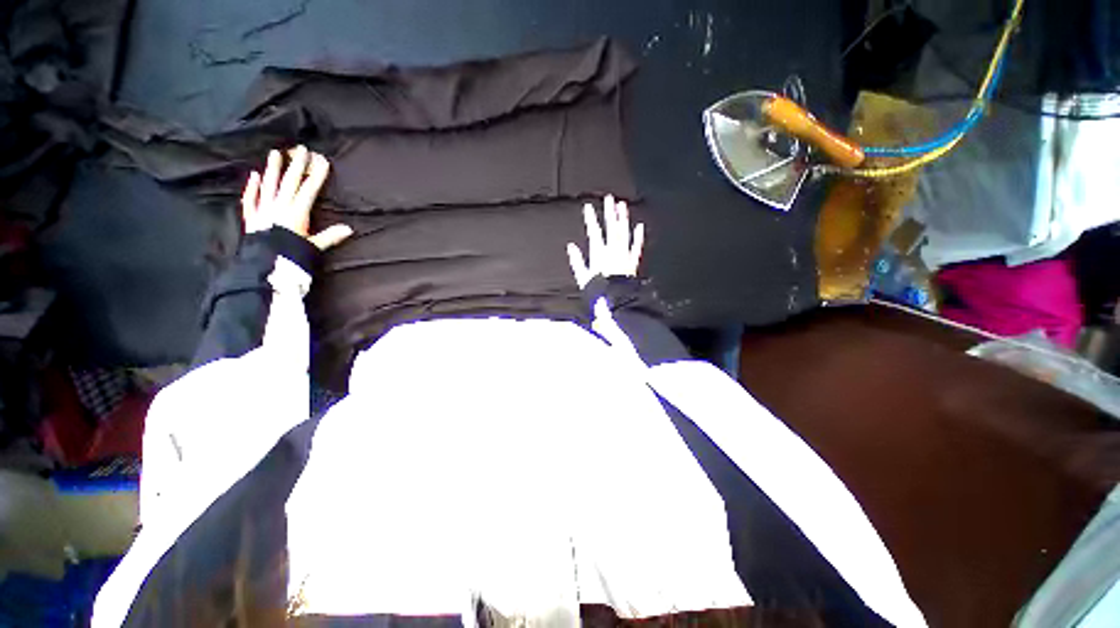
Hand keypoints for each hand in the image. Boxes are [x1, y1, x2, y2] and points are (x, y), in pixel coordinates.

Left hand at [241, 145, 352, 249]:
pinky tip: (254, 176)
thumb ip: (330, 237)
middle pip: (289, 182)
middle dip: (296, 165)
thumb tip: (349, 229)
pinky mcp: (252, 217)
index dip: (316, 175)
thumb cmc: (291, 256)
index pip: (309, 189)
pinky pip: (250, 199)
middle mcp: (279, 206)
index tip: (322, 161)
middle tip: (300, 148)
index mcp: (296, 212)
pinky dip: (252, 187)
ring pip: (269, 185)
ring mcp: (263, 210)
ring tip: (275, 153)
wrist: (263, 266)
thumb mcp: (313, 247)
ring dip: (272, 169)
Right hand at [566, 195, 644, 288]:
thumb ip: (577, 261)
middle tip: (609, 198)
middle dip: (610, 212)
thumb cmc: (598, 291)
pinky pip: (636, 246)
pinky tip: (639, 226)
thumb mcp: (583, 277)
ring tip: (622, 205)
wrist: (617, 300)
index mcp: (599, 253)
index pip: (594, 232)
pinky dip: (638, 236)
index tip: (588, 207)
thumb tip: (571, 247)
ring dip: (623, 219)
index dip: (590, 219)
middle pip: (611, 228)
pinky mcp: (632, 261)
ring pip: (624, 233)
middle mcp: (613, 250)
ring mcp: (624, 254)